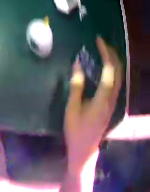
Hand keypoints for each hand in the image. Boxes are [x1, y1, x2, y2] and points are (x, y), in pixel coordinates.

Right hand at [64, 37, 122, 171]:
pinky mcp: (113, 104)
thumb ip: (76, 86)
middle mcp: (111, 98)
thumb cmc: (76, 132)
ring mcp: (114, 101)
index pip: (109, 70)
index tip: (98, 40)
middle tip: (102, 43)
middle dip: (112, 53)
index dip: (105, 52)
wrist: (85, 151)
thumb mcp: (72, 111)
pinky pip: (118, 81)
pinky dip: (114, 69)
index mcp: (102, 100)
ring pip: (120, 75)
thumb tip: (77, 63)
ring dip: (114, 60)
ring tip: (105, 51)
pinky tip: (108, 67)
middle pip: (118, 70)